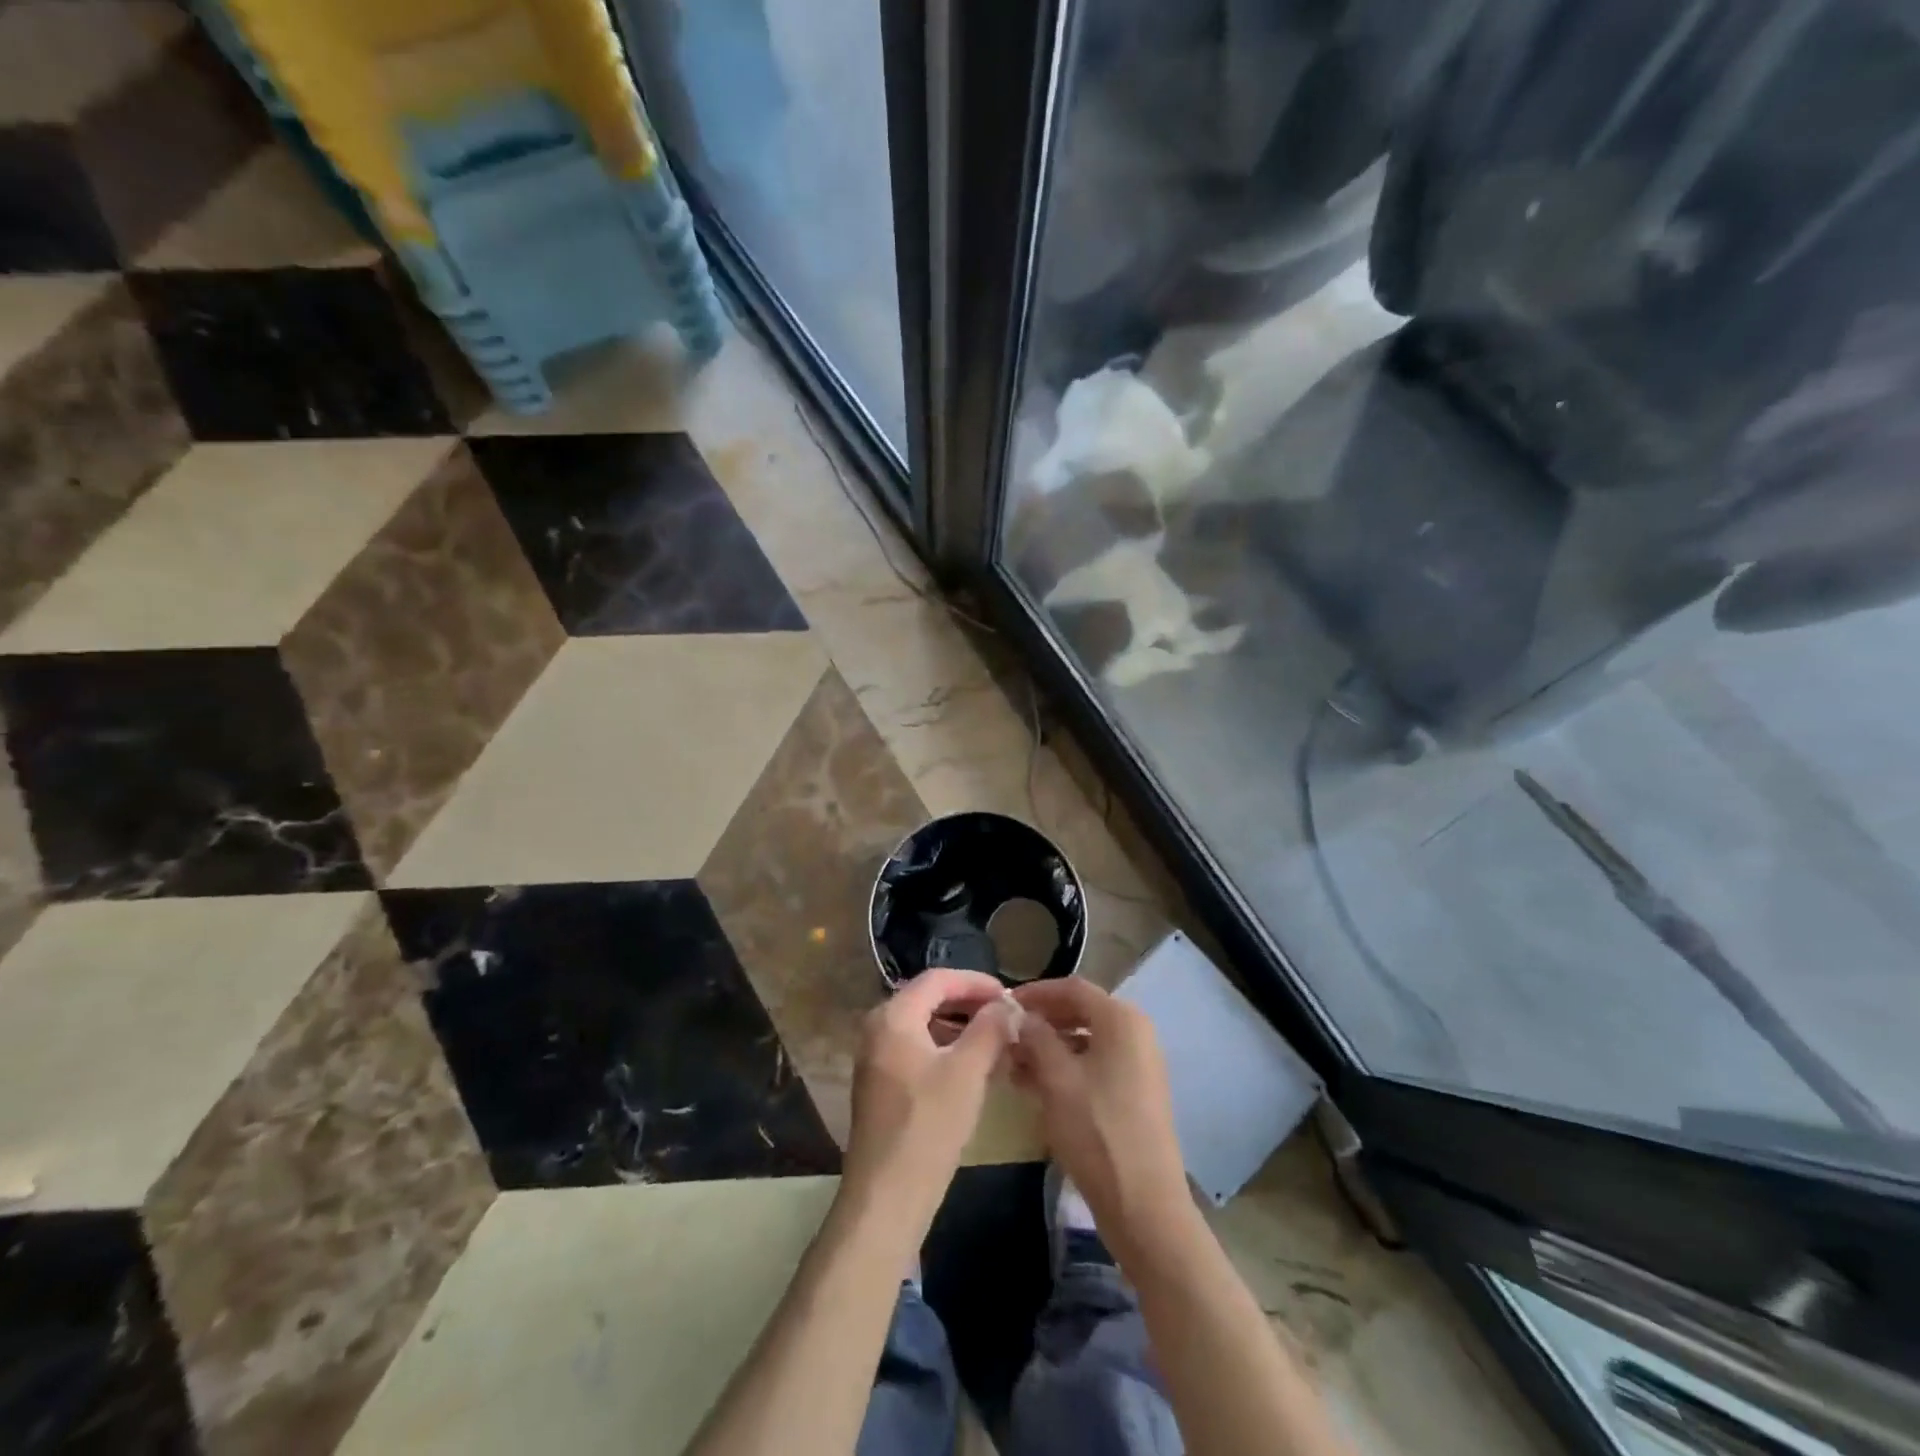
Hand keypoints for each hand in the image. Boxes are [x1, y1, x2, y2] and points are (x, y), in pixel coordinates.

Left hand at [842, 968, 1014, 1242]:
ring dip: (961, 1028)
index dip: (976, 982)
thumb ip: (990, 1029)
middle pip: (929, 999)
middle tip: (1006, 1017)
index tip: (1009, 995)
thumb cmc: (928, 1126)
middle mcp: (878, 1029)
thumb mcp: (968, 1072)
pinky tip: (975, 1070)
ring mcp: (876, 1058)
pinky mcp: (881, 1085)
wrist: (886, 1197)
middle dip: (969, 1005)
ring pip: (925, 1027)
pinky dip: (947, 1050)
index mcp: (893, 1016)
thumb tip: (1007, 1005)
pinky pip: (917, 1050)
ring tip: (997, 1042)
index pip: (937, 979)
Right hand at [1010, 979, 1192, 1253]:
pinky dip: (1066, 1067)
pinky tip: (1034, 1085)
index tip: (1002, 1005)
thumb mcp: (1056, 1078)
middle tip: (1005, 1035)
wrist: (1144, 1205)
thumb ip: (1035, 1037)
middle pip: (1080, 1012)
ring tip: (1012, 1063)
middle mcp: (1136, 1032)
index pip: (1072, 988)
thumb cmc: (1096, 1131)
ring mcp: (1139, 1064)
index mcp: (1121, 1019)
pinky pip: (1095, 1064)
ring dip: (1049, 1047)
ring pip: (1085, 1040)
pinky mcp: (1136, 1092)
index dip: (1035, 992)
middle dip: (1040, 1022)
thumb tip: (1019, 1015)